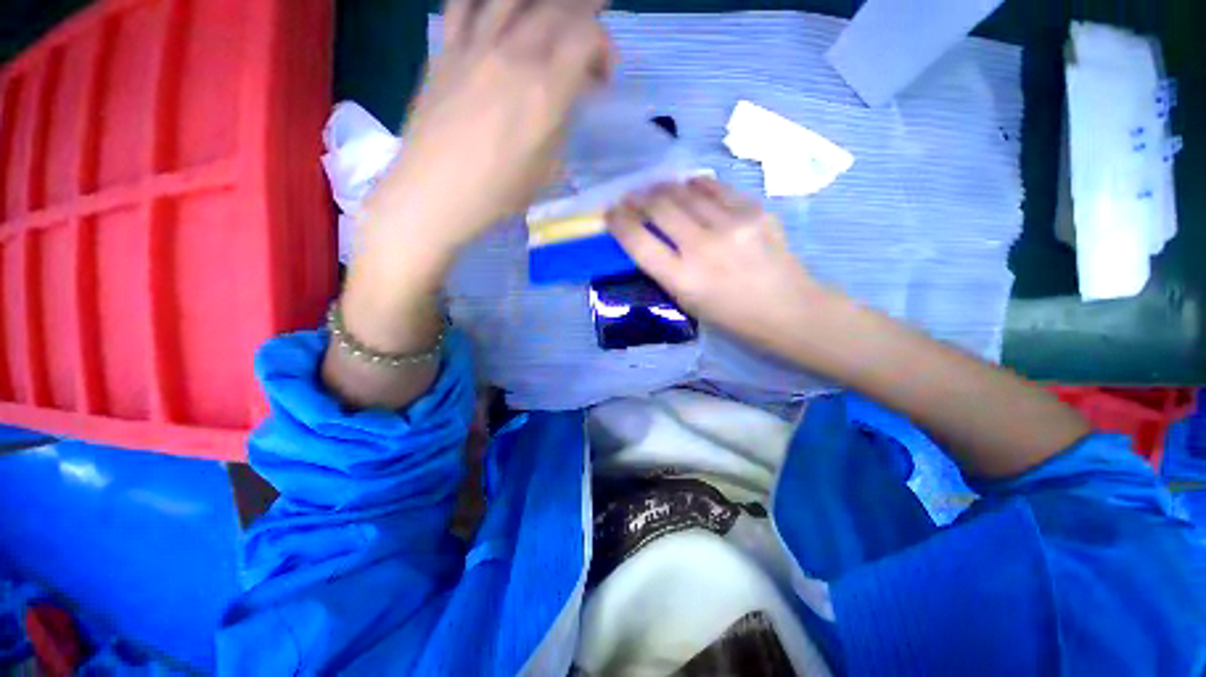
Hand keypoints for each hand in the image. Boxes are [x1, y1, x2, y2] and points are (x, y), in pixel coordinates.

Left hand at [361, 0, 613, 256]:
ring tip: (553, 7)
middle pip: (556, 9)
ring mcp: (475, 47)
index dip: (604, 47)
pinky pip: (464, 3)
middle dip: (584, 12)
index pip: (585, 37)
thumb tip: (565, 99)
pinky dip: (485, 0)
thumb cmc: (496, 194)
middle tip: (592, 28)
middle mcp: (513, 57)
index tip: (603, 76)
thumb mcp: (545, 169)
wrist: (433, 194)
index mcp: (544, 93)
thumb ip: (559, 126)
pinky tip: (496, 8)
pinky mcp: (445, 50)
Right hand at [607, 178, 825, 337]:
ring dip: (664, 188)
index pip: (638, 241)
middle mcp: (702, 248)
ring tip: (657, 190)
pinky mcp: (754, 211)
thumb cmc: (731, 316)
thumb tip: (648, 234)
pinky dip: (696, 186)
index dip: (619, 222)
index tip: (611, 213)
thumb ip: (665, 268)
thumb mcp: (688, 302)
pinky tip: (690, 188)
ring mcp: (731, 225)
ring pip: (684, 191)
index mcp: (682, 279)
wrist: (788, 309)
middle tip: (632, 197)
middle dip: (638, 198)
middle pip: (659, 207)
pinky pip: (715, 188)